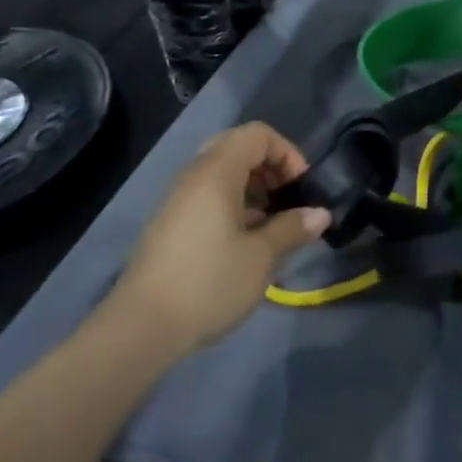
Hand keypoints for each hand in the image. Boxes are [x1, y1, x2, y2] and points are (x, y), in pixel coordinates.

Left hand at [107, 123, 330, 353]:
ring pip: (221, 173)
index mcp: (216, 172)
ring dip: (252, 188)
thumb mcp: (261, 257)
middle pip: (237, 148)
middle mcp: (193, 176)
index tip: (300, 189)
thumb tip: (320, 214)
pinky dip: (233, 205)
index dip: (287, 153)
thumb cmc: (209, 283)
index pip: (257, 134)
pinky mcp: (170, 224)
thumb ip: (292, 228)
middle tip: (287, 200)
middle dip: (270, 168)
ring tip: (271, 224)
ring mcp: (178, 200)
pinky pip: (207, 196)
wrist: (141, 327)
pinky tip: (245, 241)